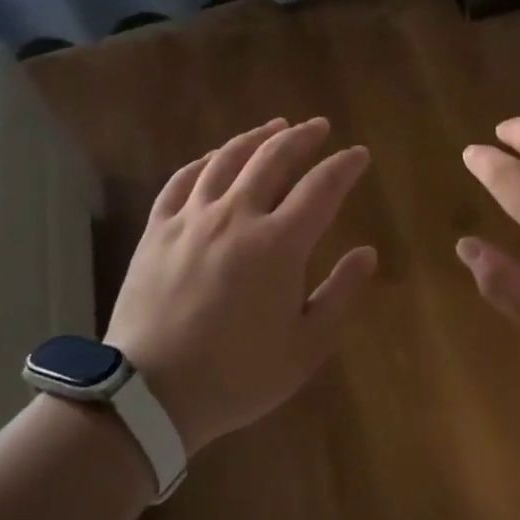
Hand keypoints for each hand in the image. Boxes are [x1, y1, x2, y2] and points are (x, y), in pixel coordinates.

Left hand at [106, 117, 377, 455]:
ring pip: (226, 159)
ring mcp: (192, 218)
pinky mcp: (158, 229)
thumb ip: (340, 294)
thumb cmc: (238, 375)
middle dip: (302, 137)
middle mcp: (236, 216)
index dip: (344, 166)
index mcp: (279, 244)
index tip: (358, 154)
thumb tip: (367, 253)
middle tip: (318, 126)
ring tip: (273, 127)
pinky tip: (213, 158)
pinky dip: (203, 162)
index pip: (321, 187)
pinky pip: (181, 180)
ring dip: (255, 137)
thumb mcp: (306, 347)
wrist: (151, 393)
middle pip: (273, 158)